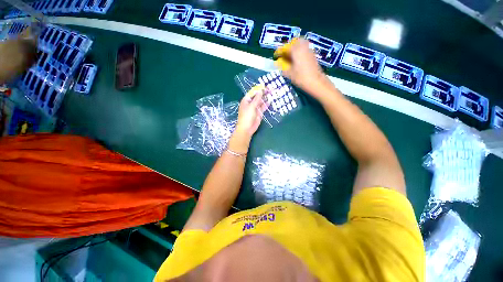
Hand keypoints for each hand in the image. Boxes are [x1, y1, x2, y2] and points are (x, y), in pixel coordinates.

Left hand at [230, 86, 267, 151]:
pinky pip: (263, 107)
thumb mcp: (251, 106)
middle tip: (270, 89)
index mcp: (246, 101)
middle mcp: (250, 104)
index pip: (252, 93)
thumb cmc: (247, 116)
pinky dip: (266, 104)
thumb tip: (260, 91)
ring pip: (261, 102)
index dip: (258, 89)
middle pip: (257, 97)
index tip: (264, 86)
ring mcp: (255, 108)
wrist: (247, 128)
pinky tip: (270, 101)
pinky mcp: (259, 113)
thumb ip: (257, 99)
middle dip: (263, 93)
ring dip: (265, 98)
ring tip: (271, 93)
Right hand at [276, 38, 328, 95]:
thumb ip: (283, 67)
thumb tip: (278, 63)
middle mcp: (303, 47)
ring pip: (301, 44)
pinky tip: (297, 59)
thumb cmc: (301, 78)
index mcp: (296, 50)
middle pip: (295, 42)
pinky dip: (300, 51)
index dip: (280, 51)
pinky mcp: (313, 55)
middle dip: (289, 46)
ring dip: (295, 48)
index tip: (276, 55)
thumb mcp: (289, 74)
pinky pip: (305, 49)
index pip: (285, 47)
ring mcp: (309, 50)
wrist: (316, 82)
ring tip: (290, 56)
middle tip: (284, 53)